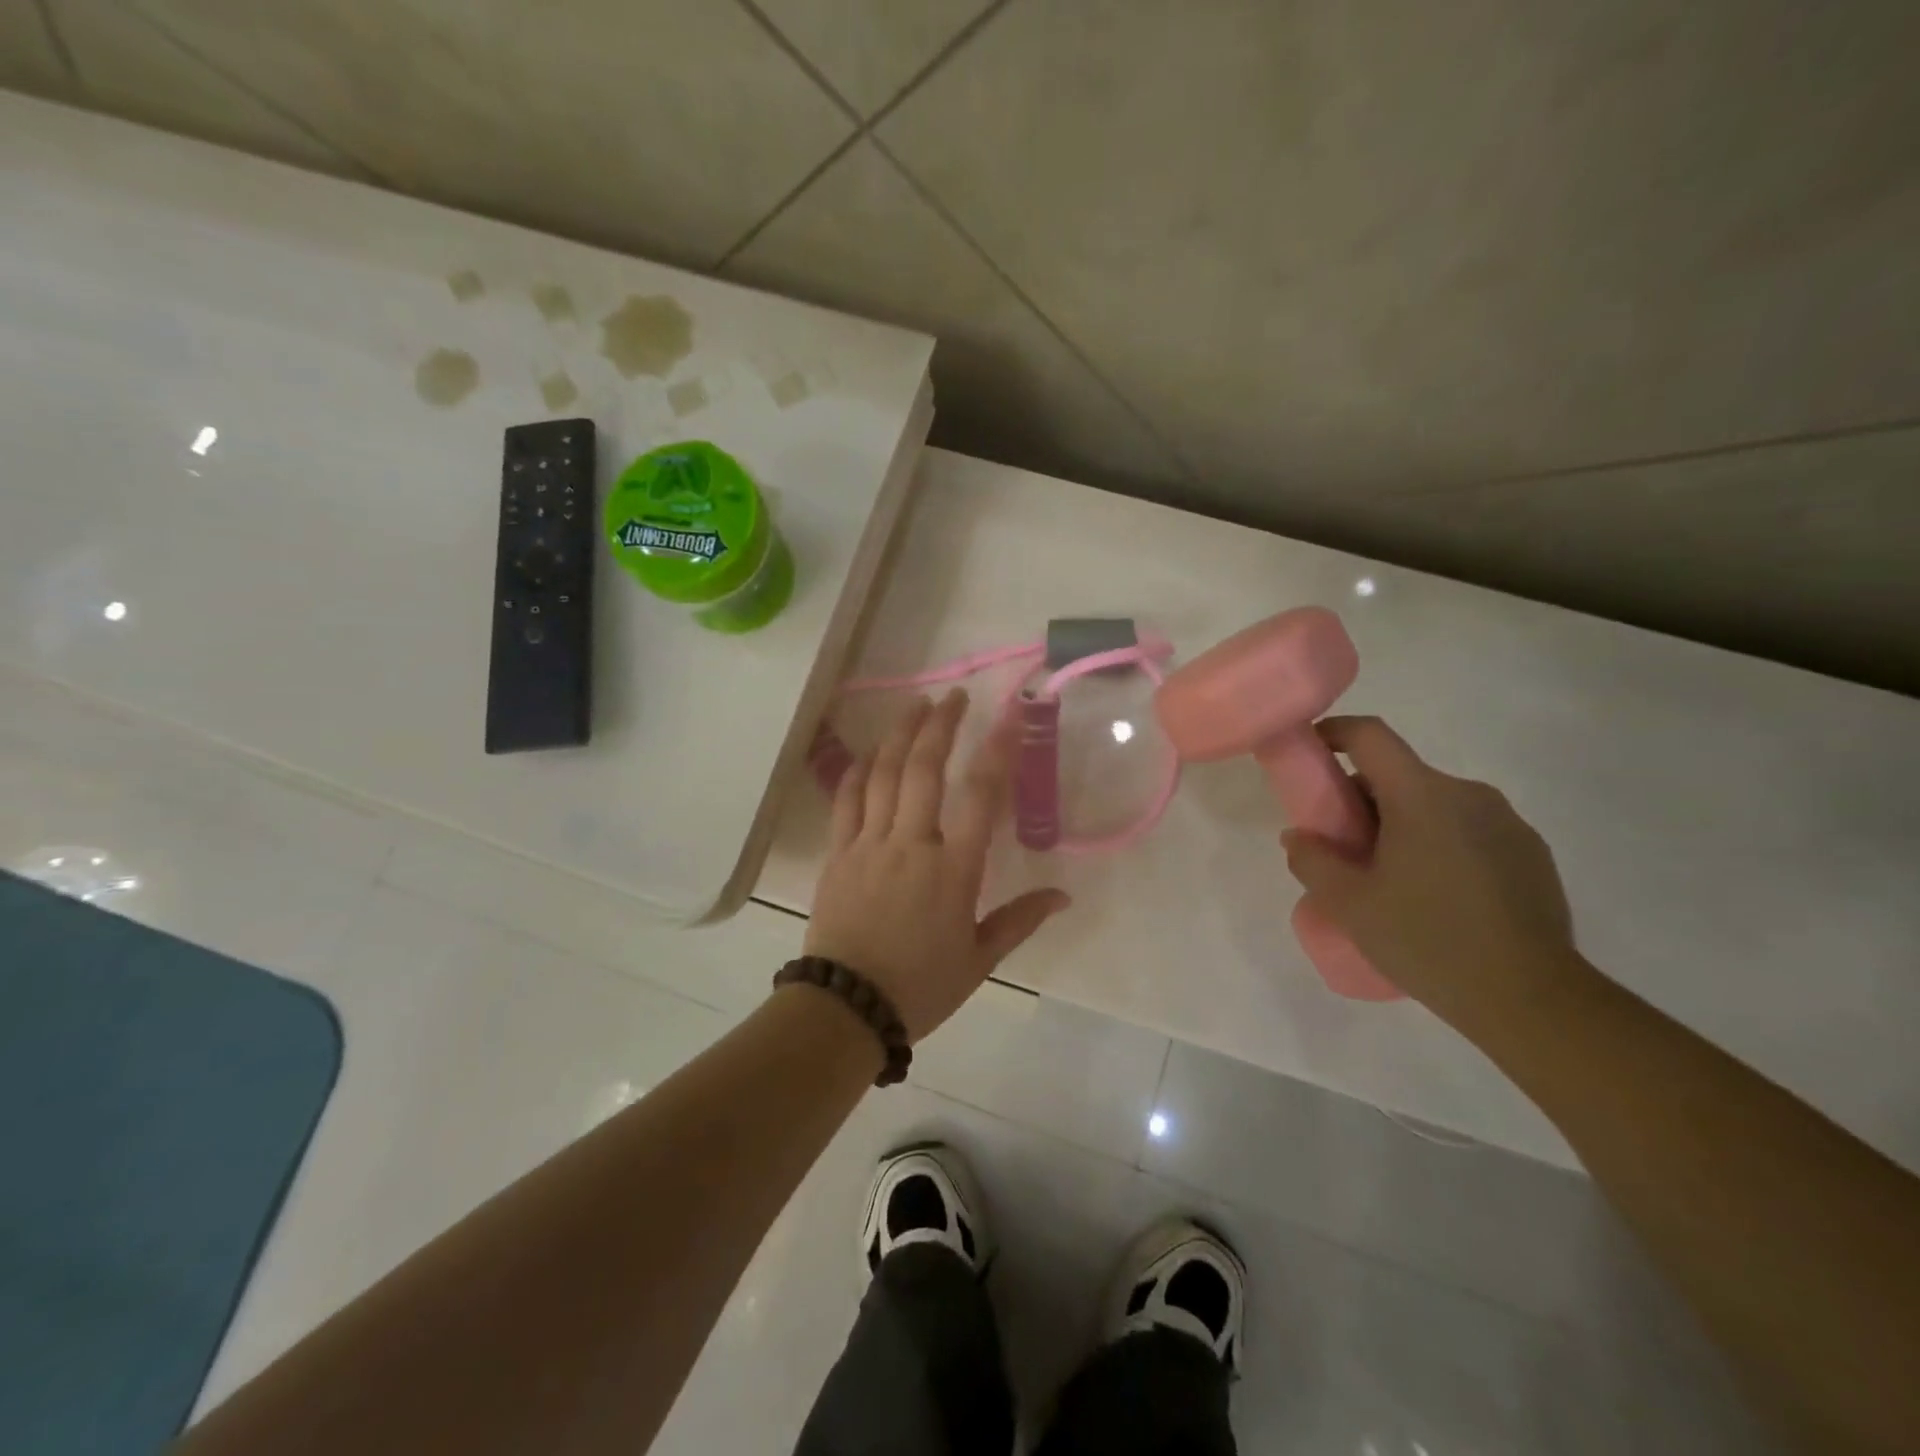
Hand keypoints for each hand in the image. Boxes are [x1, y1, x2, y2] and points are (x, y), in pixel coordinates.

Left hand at [805, 690, 1071, 1040]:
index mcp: (953, 869)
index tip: (1009, 715)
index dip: (998, 750)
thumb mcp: (979, 959)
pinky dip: (857, 771)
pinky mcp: (838, 854)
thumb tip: (1063, 896)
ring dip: (900, 736)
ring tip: (914, 707)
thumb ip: (1019, 920)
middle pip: (925, 769)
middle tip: (953, 697)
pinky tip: (868, 753)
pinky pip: (846, 801)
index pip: (981, 795)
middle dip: (940, 726)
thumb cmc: (920, 986)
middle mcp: (912, 844)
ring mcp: (869, 844)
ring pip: (883, 775)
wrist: (848, 1007)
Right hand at [1281, 716, 1581, 1030]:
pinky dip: (1439, 844)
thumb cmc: (1427, 940)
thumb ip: (1311, 860)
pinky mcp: (1531, 854)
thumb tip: (1299, 837)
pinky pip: (1468, 830)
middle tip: (1342, 844)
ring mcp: (1507, 823)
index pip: (1371, 736)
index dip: (1334, 733)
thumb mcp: (1348, 903)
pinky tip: (1435, 896)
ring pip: (1435, 804)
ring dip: (1402, 824)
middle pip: (1400, 774)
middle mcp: (1469, 795)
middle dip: (1362, 798)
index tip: (1311, 752)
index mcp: (1422, 796)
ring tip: (1388, 878)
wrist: (1532, 1000)